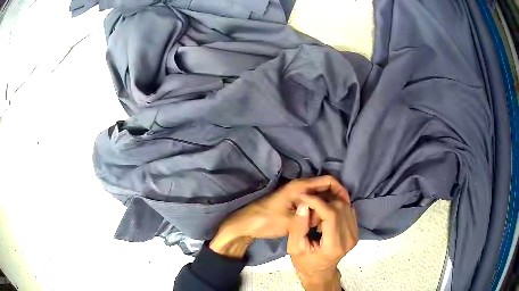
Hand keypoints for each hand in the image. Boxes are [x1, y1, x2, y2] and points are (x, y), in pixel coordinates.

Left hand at [210, 176, 348, 257]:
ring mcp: (296, 194)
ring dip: (326, 205)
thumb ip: (312, 216)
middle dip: (335, 199)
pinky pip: (311, 202)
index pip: (328, 181)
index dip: (340, 189)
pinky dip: (318, 209)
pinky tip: (321, 220)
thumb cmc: (268, 220)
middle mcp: (300, 187)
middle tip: (342, 213)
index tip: (347, 203)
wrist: (247, 224)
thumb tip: (326, 215)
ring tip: (333, 218)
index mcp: (301, 187)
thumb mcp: (293, 221)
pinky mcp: (293, 202)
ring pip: (318, 196)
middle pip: (324, 188)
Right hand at [287, 193, 357, 290]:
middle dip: (323, 201)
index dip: (317, 202)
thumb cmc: (305, 262)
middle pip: (340, 208)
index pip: (331, 215)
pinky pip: (348, 210)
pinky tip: (325, 210)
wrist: (320, 272)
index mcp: (334, 245)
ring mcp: (355, 234)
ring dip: (330, 202)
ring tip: (316, 208)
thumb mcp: (294, 247)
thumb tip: (304, 205)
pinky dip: (336, 205)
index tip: (303, 197)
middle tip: (308, 205)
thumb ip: (298, 227)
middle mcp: (349, 238)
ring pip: (346, 206)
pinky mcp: (355, 231)